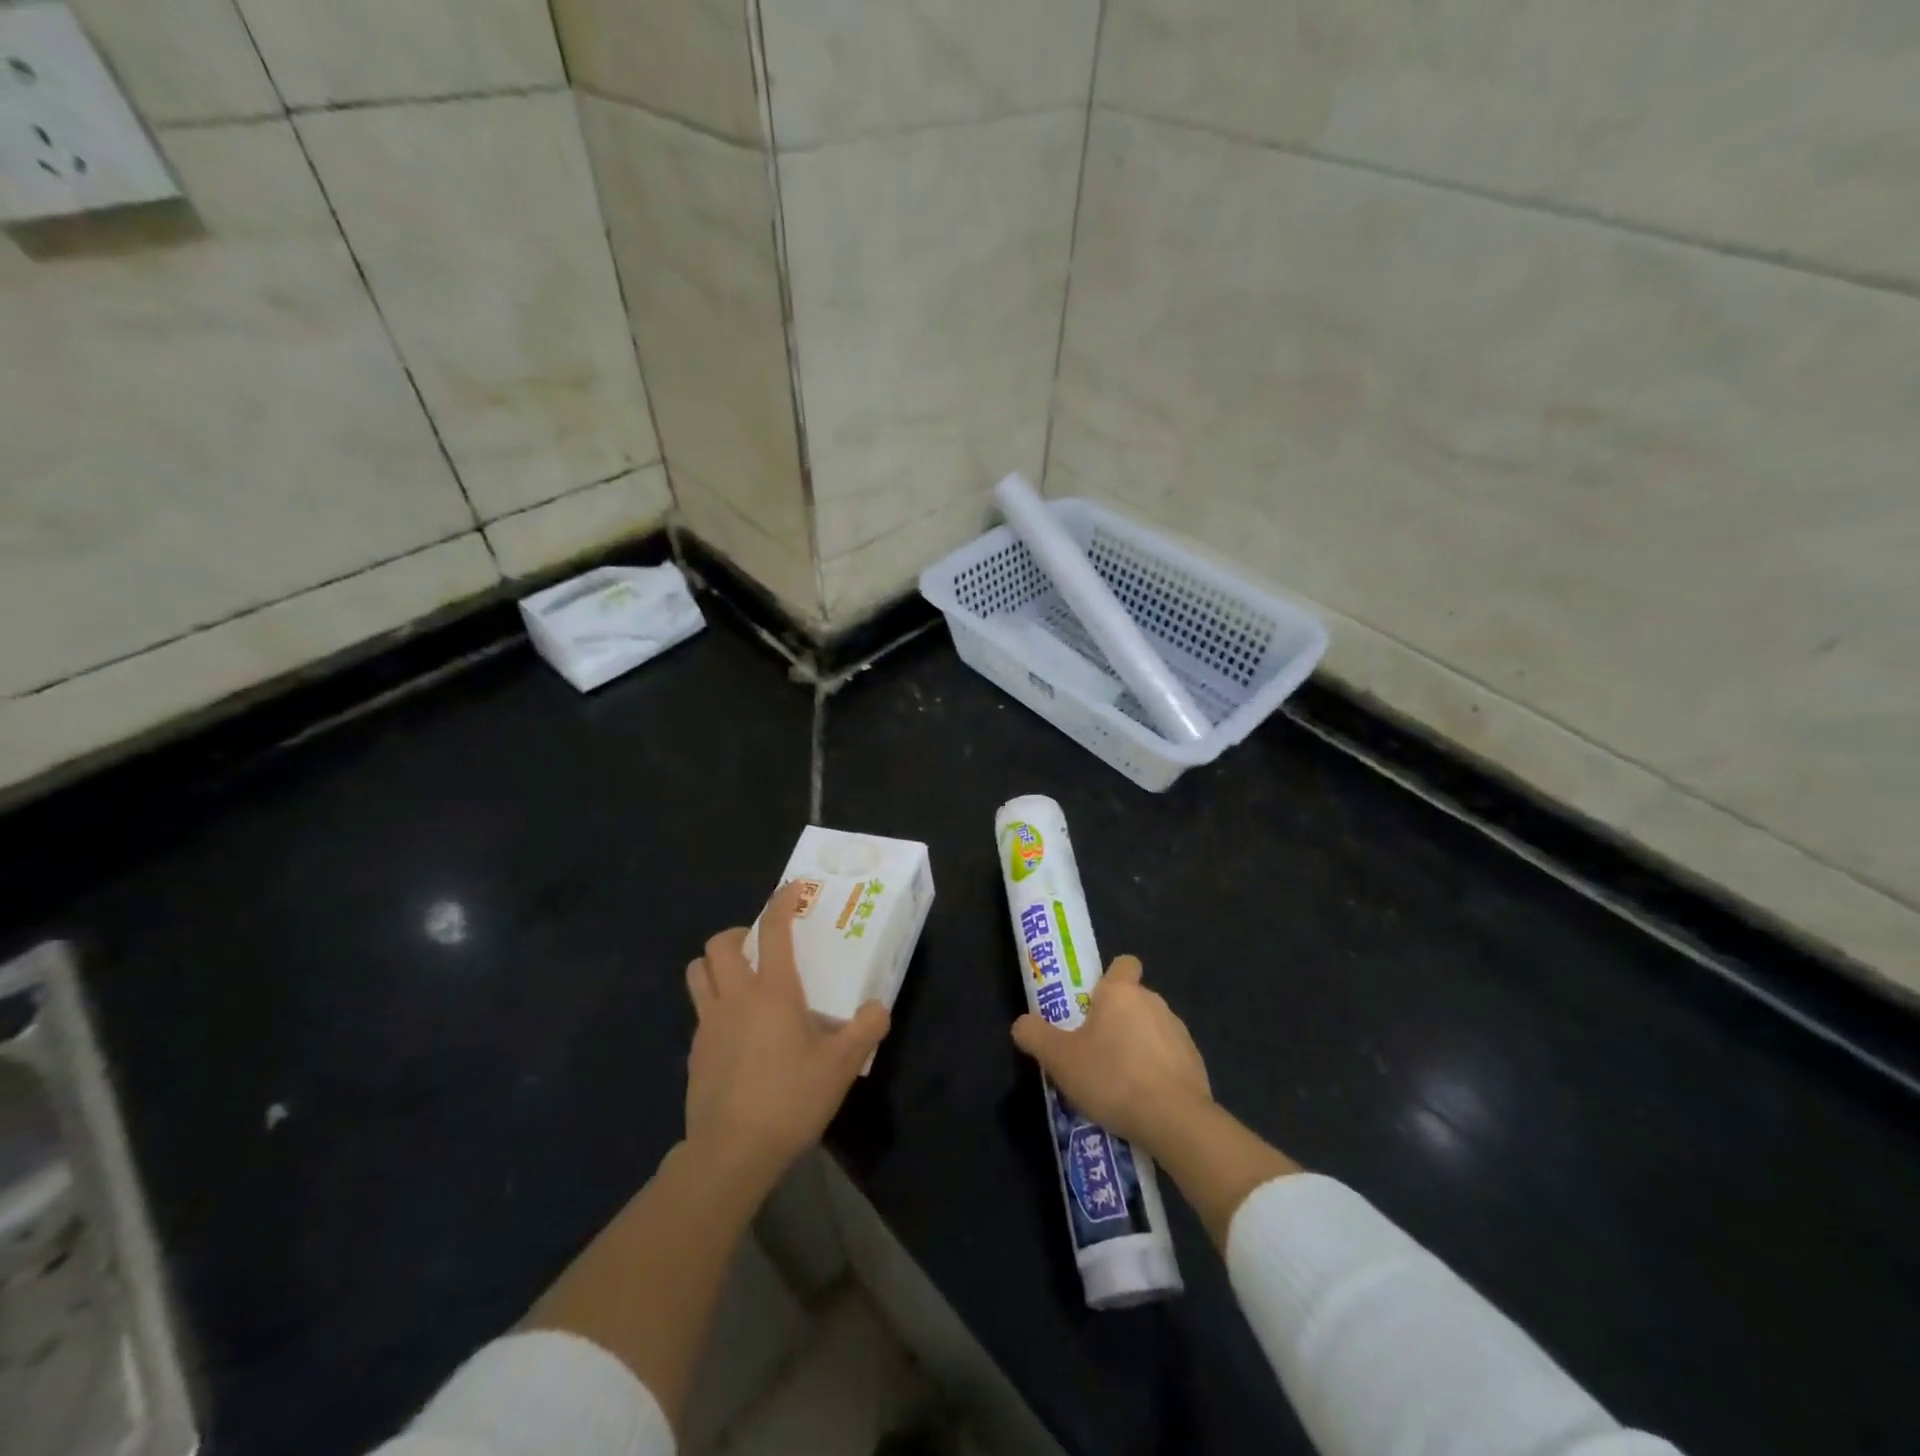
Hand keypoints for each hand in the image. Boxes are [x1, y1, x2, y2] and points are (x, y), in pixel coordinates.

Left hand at [684, 881, 889, 1197]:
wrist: (731, 1153)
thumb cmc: (790, 1099)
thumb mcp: (842, 1066)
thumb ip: (866, 1029)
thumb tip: (878, 1008)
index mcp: (773, 992)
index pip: (774, 930)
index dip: (782, 902)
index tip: (792, 889)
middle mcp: (735, 998)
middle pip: (719, 944)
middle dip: (738, 933)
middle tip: (760, 946)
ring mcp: (709, 1025)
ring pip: (697, 973)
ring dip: (716, 965)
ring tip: (741, 980)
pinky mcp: (695, 1053)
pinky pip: (700, 1012)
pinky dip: (715, 1006)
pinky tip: (737, 1033)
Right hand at [1011, 955, 1211, 1156]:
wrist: (1174, 1119)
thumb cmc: (1112, 1077)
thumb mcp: (1059, 1059)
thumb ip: (1035, 1035)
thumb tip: (1021, 1024)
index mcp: (1121, 992)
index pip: (1123, 964)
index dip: (1110, 978)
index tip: (1094, 1003)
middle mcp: (1153, 1002)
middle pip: (1133, 1000)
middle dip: (1117, 1019)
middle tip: (1094, 1050)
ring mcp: (1179, 1031)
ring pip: (1152, 1028)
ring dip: (1137, 1045)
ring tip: (1118, 1082)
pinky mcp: (1195, 1061)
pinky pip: (1169, 1057)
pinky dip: (1157, 1070)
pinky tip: (1144, 1099)